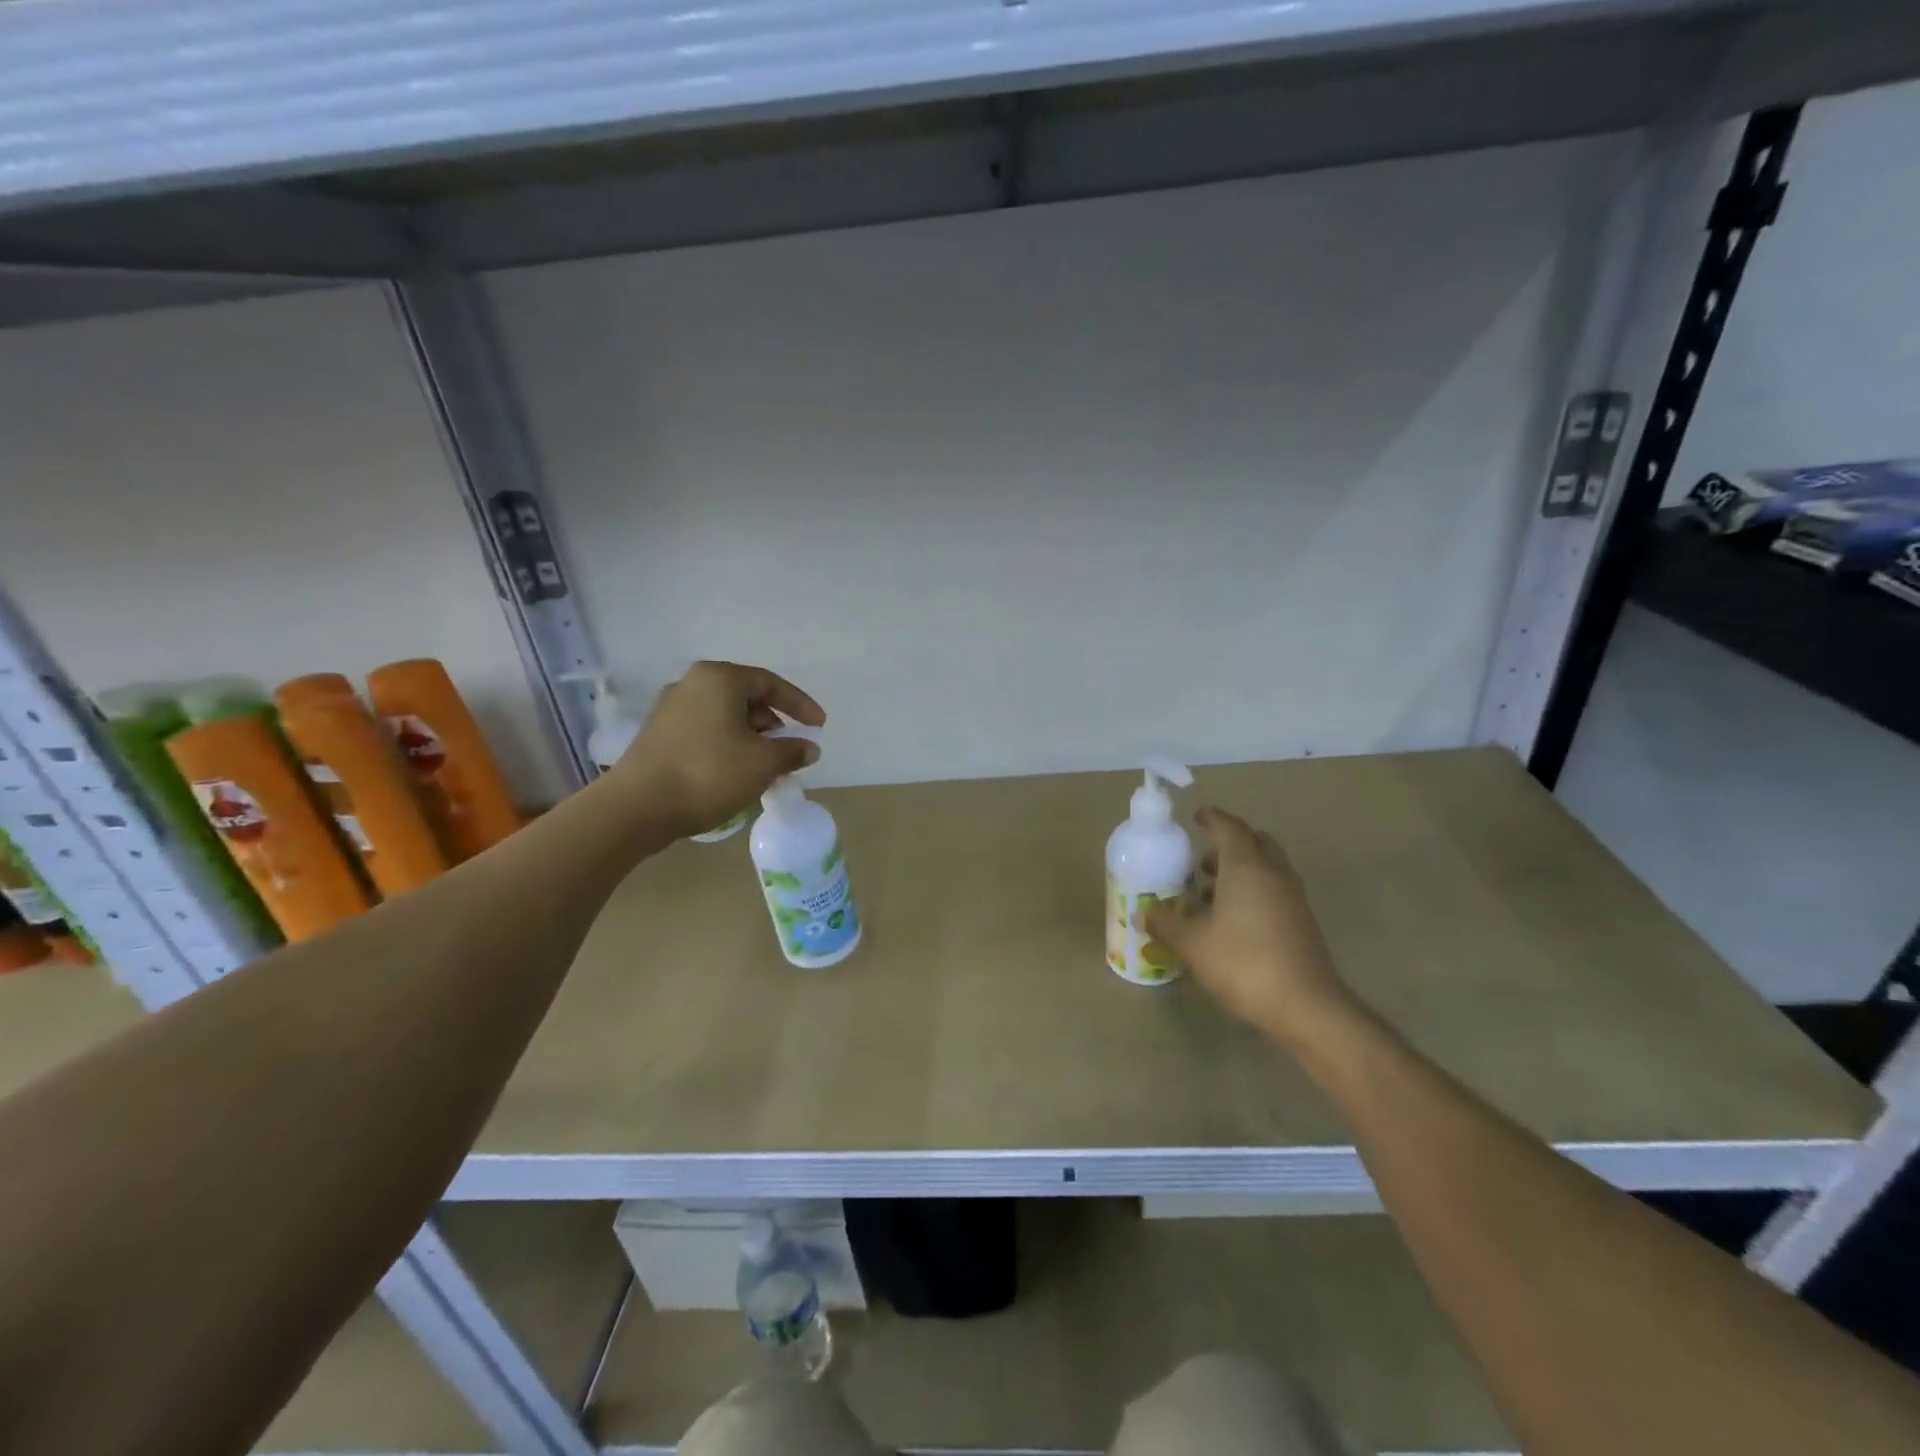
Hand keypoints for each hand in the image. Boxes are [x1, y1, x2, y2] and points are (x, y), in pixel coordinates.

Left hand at [614, 661, 824, 837]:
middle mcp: (693, 684)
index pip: (771, 684)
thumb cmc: (708, 774)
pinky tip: (737, 772)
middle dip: (774, 725)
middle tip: (790, 750)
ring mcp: (672, 708)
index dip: (800, 705)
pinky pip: (707, 731)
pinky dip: (729, 745)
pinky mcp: (659, 734)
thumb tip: (809, 747)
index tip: (819, 726)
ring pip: (726, 716)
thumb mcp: (762, 763)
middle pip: (747, 698)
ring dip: (752, 738)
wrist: (637, 807)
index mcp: (720, 679)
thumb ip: (792, 751)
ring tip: (766, 767)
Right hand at [1145, 808, 1361, 1047]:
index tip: (1196, 816)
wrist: (1306, 1006)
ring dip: (1241, 870)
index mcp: (1246, 867)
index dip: (1212, 818)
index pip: (1230, 828)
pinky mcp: (1302, 922)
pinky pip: (1275, 890)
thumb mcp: (1193, 944)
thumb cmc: (1243, 963)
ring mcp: (1293, 898)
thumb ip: (1166, 925)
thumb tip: (1143, 915)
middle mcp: (1273, 873)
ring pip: (1267, 867)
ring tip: (1211, 892)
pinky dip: (1254, 891)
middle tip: (1202, 860)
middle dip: (1230, 844)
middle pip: (1255, 842)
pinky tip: (1232, 919)